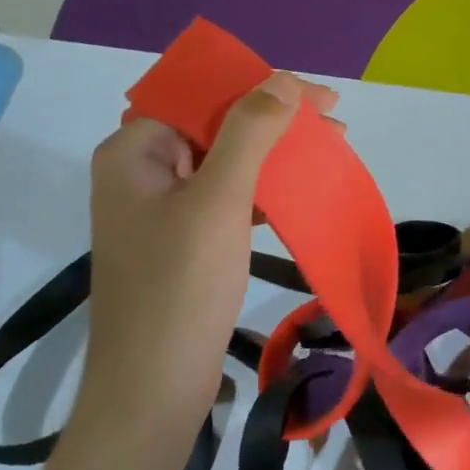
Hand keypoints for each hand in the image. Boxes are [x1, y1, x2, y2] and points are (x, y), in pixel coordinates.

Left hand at [79, 72, 337, 437]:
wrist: (152, 388)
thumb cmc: (181, 286)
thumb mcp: (220, 199)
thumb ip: (249, 132)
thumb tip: (282, 80)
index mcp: (135, 151)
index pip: (204, 95)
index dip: (263, 87)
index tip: (320, 99)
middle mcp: (141, 171)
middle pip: (216, 124)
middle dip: (277, 120)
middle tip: (334, 125)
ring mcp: (160, 207)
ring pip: (226, 160)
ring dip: (276, 152)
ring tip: (328, 150)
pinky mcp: (180, 239)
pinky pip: (226, 195)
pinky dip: (263, 187)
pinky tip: (298, 191)